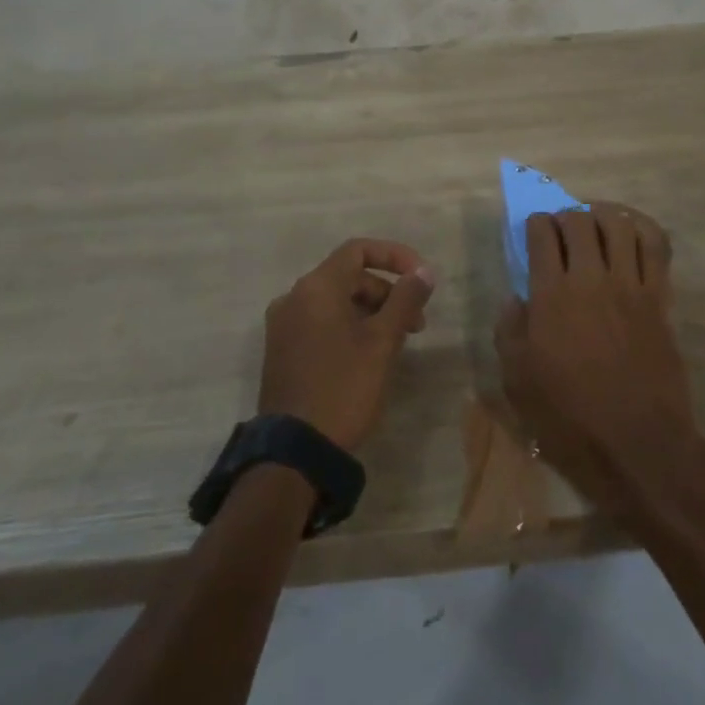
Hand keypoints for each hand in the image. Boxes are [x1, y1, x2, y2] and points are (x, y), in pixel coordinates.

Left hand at [258, 239, 434, 451]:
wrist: (293, 454)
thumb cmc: (343, 388)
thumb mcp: (383, 342)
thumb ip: (405, 299)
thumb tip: (423, 271)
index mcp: (316, 287)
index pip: (359, 250)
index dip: (395, 257)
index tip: (422, 278)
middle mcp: (294, 297)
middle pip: (349, 276)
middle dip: (388, 292)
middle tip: (417, 323)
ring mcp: (283, 326)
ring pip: (336, 301)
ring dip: (371, 312)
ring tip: (397, 342)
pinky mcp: (281, 351)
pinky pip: (321, 322)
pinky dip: (349, 327)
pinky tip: (368, 355)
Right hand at [494, 205, 697, 519]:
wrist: (638, 445)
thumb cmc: (570, 419)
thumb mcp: (518, 382)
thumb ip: (509, 332)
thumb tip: (516, 299)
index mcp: (551, 296)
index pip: (542, 235)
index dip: (535, 224)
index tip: (534, 230)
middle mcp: (591, 279)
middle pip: (579, 221)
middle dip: (565, 215)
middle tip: (561, 229)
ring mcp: (629, 285)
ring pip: (619, 224)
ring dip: (603, 215)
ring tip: (595, 224)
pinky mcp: (658, 297)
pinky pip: (656, 246)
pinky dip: (643, 228)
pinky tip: (632, 231)